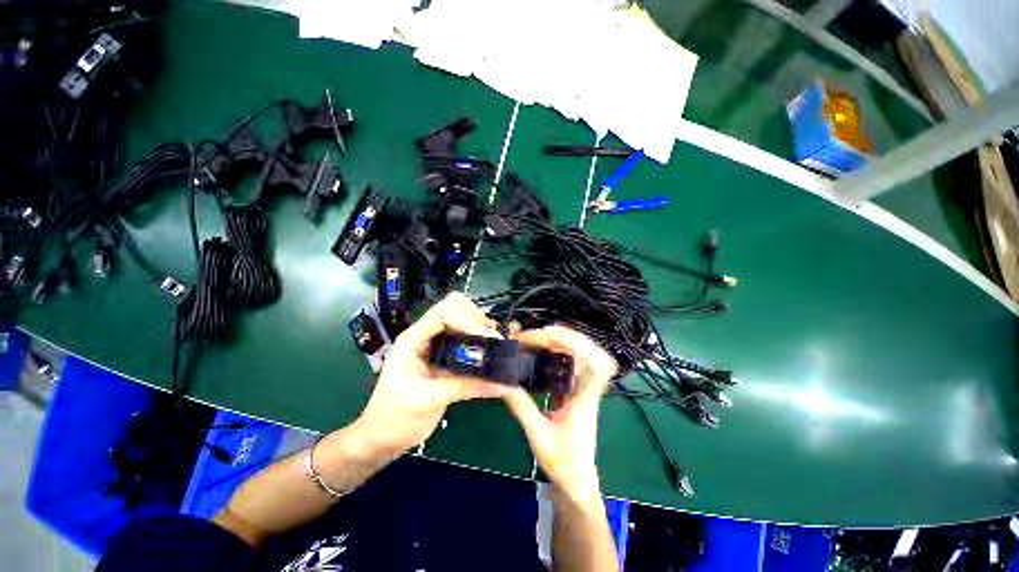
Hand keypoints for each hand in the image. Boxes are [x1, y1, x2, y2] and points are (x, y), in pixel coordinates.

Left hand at [353, 293, 510, 455]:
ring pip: (461, 320)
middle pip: (454, 308)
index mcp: (413, 340)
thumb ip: (465, 387)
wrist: (381, 439)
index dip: (468, 321)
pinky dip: (479, 343)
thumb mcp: (427, 401)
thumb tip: (501, 383)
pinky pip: (464, 340)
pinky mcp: (445, 357)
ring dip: (479, 328)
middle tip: (493, 339)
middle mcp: (425, 336)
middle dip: (476, 318)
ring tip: (496, 346)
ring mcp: (435, 345)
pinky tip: (490, 354)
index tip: (489, 339)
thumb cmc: (394, 419)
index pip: (444, 314)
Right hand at [503, 325, 616, 498]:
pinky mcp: (572, 392)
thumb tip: (503, 381)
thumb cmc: (563, 464)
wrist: (576, 482)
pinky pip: (567, 366)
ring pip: (576, 357)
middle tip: (536, 334)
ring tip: (534, 339)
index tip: (554, 335)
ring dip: (557, 343)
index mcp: (585, 400)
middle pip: (585, 353)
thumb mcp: (538, 436)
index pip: (598, 365)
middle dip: (562, 338)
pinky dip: (554, 354)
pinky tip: (538, 352)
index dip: (581, 343)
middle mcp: (586, 390)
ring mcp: (580, 390)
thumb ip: (521, 407)